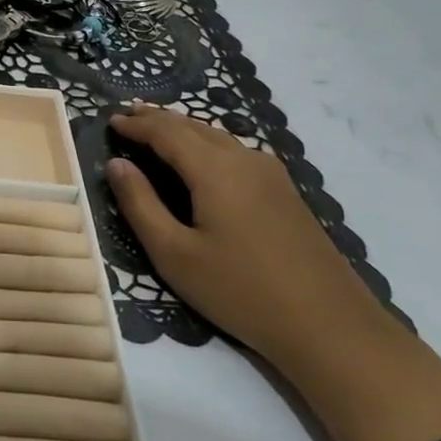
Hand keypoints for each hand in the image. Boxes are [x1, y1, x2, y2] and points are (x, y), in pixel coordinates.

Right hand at [107, 106, 383, 373]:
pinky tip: (202, 157)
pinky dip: (207, 144)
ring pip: (218, 137)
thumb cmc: (240, 290)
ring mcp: (271, 175)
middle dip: (159, 119)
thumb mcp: (174, 254)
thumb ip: (140, 204)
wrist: (329, 326)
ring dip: (184, 129)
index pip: (166, 132)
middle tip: (129, 114)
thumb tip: (116, 164)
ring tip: (159, 128)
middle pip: (194, 127)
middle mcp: (245, 159)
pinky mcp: (285, 193)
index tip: (110, 120)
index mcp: (214, 169)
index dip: (136, 124)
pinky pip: (236, 152)